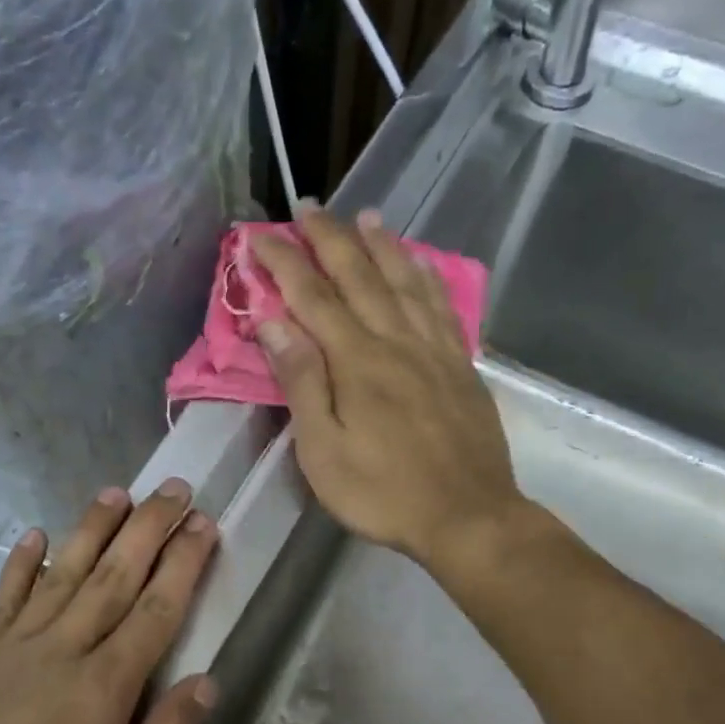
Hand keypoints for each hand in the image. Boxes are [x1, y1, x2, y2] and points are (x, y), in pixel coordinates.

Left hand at [0, 480, 218, 723]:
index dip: (183, 564)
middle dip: (148, 529)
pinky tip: (36, 536)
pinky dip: (22, 565)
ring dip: (93, 530)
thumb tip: (203, 681)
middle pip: (114, 578)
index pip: (155, 610)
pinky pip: (3, 598)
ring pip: (62, 575)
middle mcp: (61, 652)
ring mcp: (10, 649)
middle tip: (173, 488)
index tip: (203, 524)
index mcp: (103, 688)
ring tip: (117, 492)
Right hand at [249, 204, 524, 571]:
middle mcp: (396, 341)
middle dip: (329, 238)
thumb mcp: (324, 450)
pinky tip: (420, 264)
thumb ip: (302, 383)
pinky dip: (427, 277)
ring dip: (381, 245)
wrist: (467, 516)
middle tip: (307, 207)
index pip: (312, 297)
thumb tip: (275, 323)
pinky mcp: (461, 366)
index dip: (283, 263)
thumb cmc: (383, 493)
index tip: (257, 237)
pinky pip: (442, 306)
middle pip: (360, 275)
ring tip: (364, 216)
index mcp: (356, 362)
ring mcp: (434, 350)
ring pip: (405, 281)